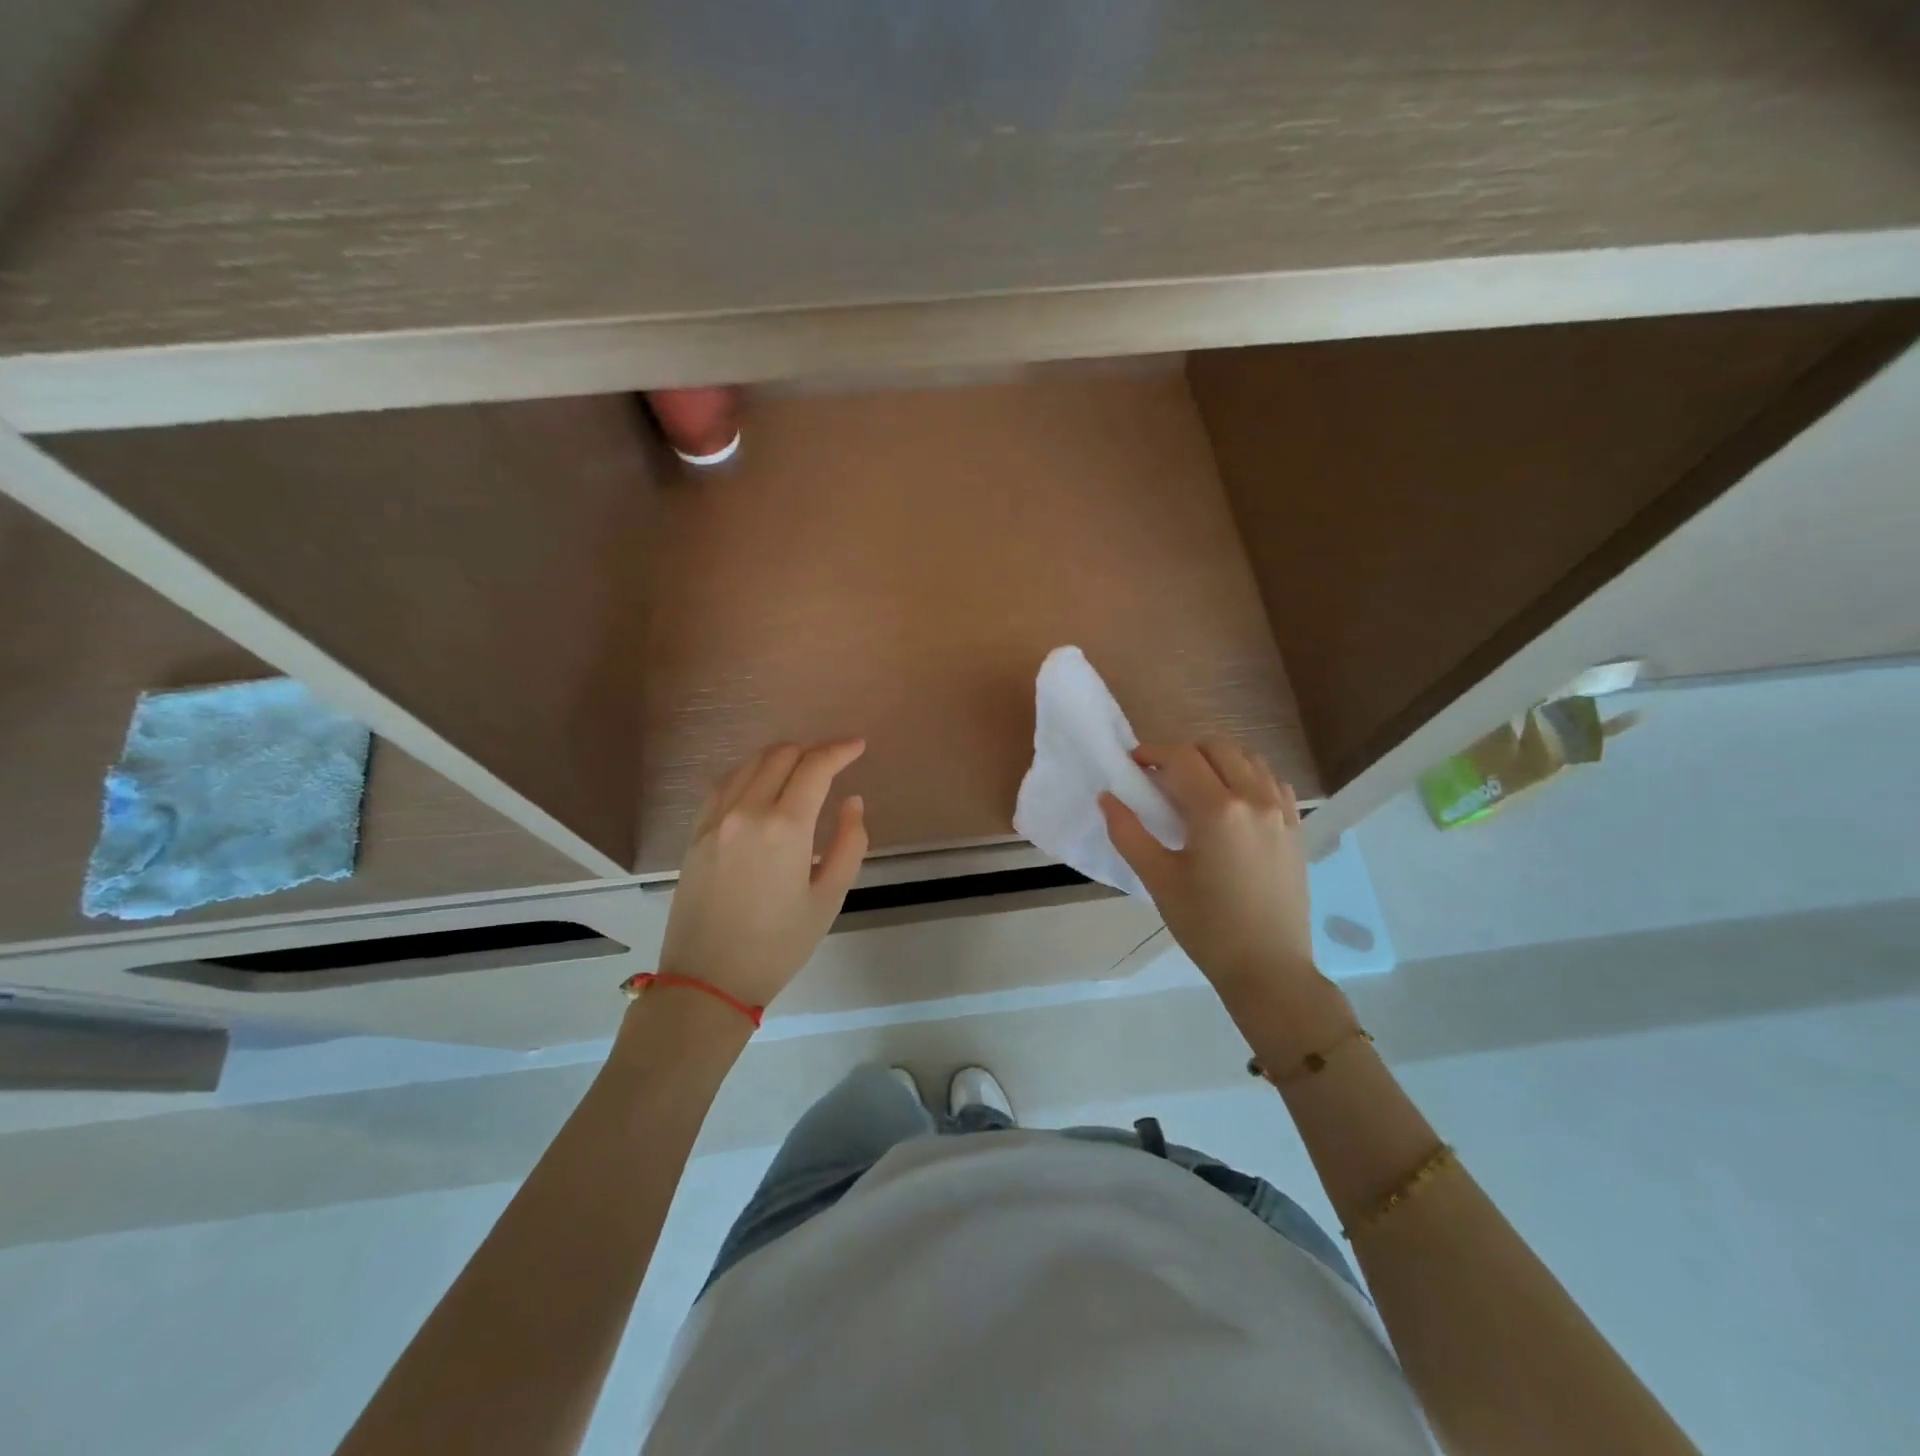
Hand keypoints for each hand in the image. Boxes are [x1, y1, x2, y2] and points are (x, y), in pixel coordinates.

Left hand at [657, 740, 868, 1009]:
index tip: (858, 746)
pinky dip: (750, 774)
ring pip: (750, 764)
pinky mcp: (695, 832)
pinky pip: (724, 784)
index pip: (815, 767)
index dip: (840, 750)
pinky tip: (761, 788)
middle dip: (812, 752)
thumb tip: (852, 802)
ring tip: (801, 773)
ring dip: (781, 758)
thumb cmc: (778, 945)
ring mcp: (715, 819)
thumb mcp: (829, 898)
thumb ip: (849, 842)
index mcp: (785, 827)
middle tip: (833, 765)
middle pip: (781, 755)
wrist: (708, 980)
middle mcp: (746, 810)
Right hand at [1100, 737, 1322, 1014]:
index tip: (1133, 764)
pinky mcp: (1296, 829)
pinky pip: (1273, 783)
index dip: (1153, 752)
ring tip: (1195, 786)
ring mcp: (1282, 812)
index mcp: (1217, 810)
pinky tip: (1232, 802)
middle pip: (1217, 747)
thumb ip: (1128, 832)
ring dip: (1217, 760)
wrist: (1267, 968)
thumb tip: (1106, 798)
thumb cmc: (1206, 925)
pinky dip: (1248, 777)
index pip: (1182, 757)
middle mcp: (1254, 799)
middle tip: (1160, 776)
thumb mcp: (1158, 879)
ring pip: (1249, 759)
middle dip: (1184, 752)